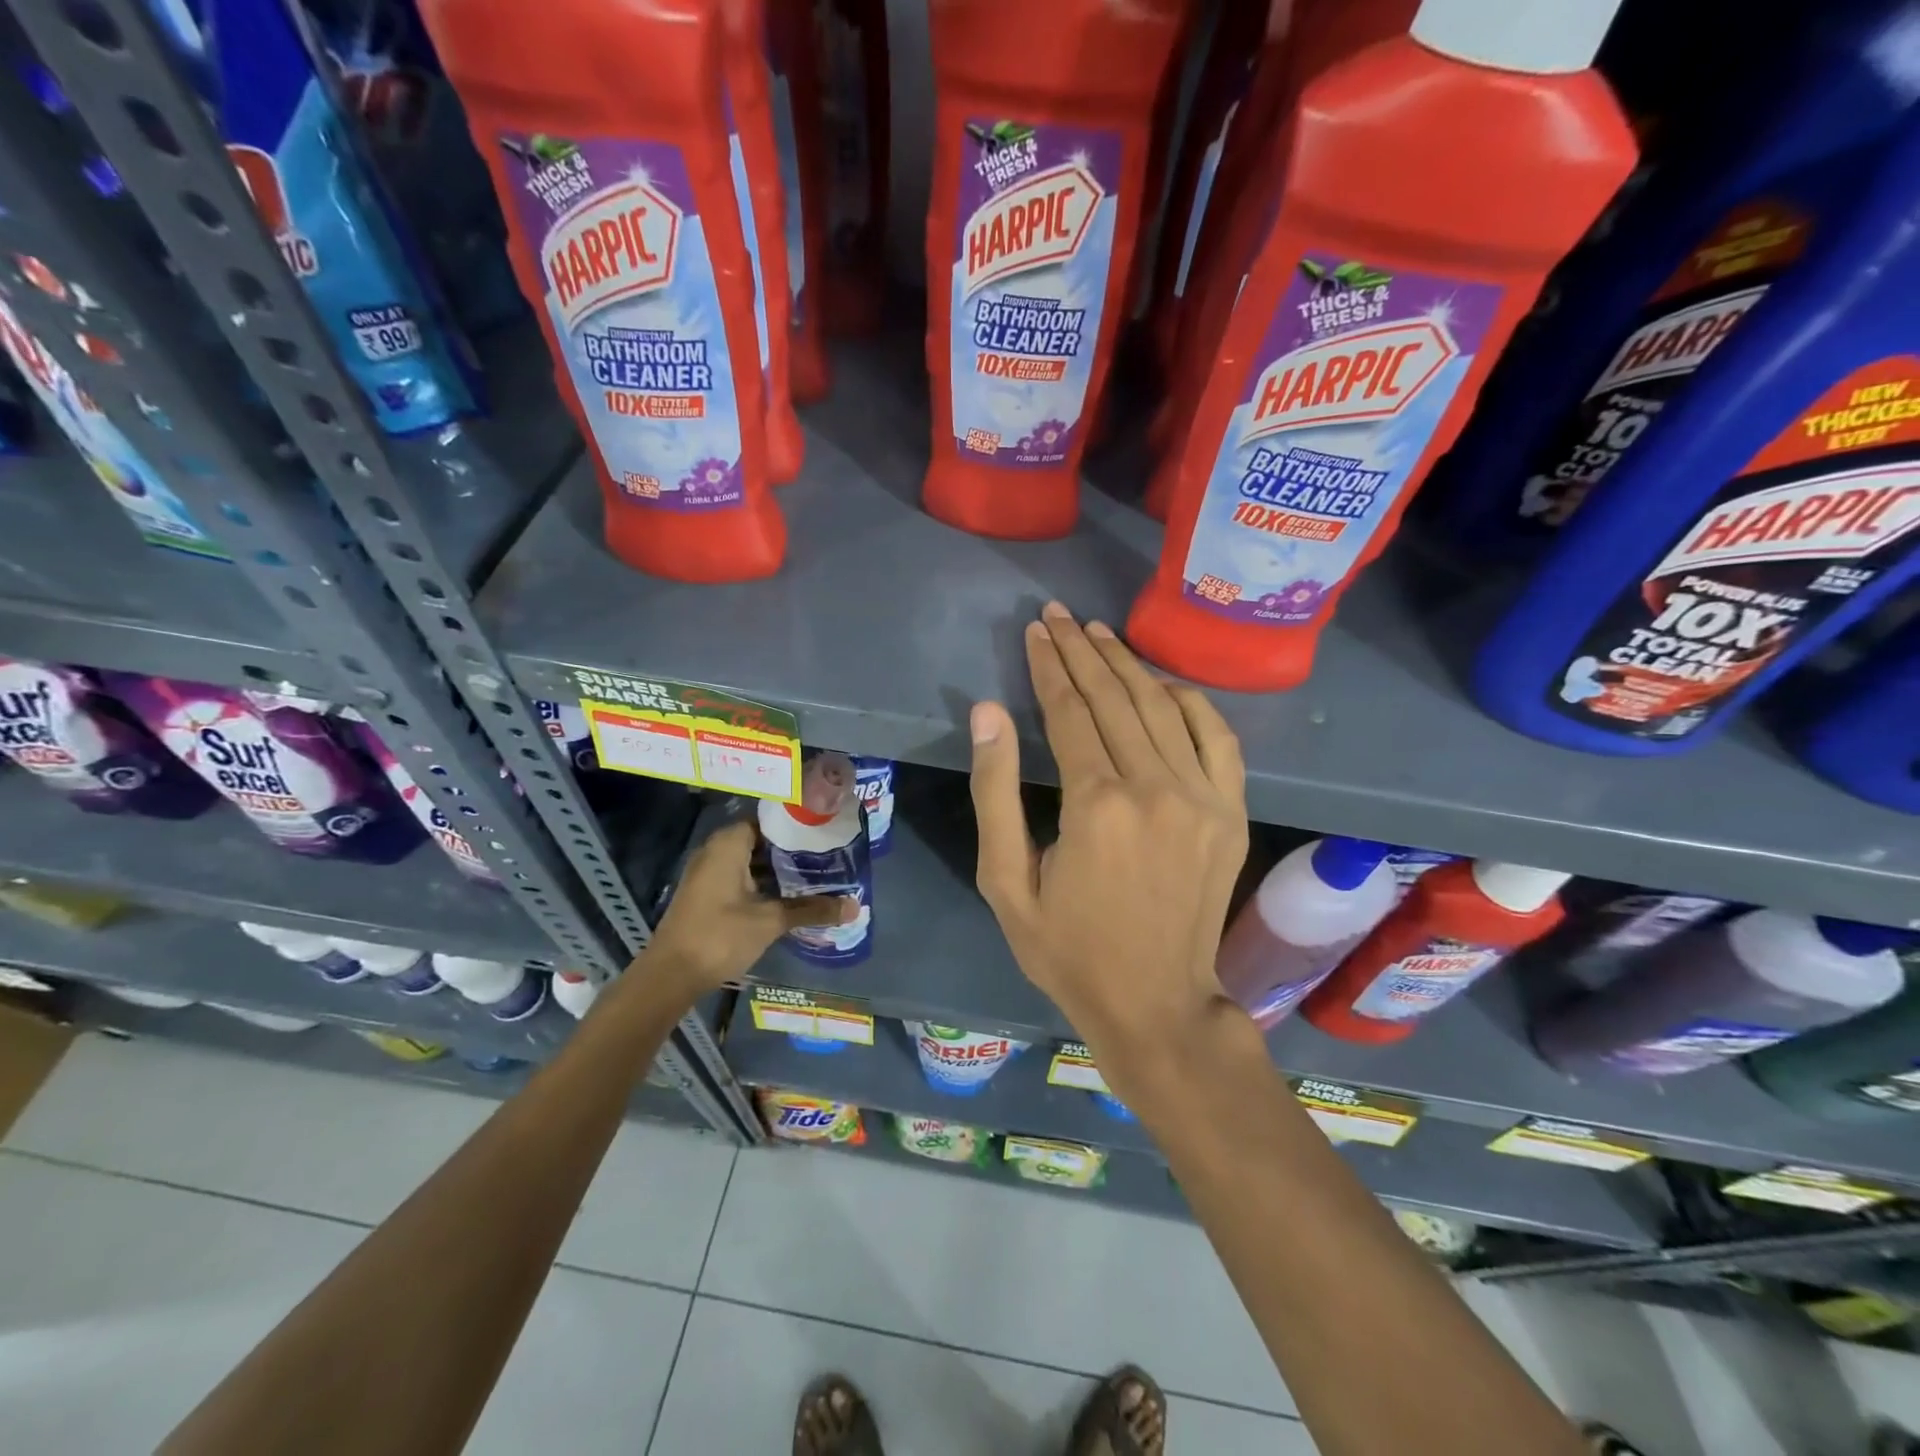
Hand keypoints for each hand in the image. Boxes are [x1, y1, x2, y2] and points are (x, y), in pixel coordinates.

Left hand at [641, 820, 852, 993]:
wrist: (670, 975)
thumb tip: (855, 906)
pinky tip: (790, 895)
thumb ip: (812, 909)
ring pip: (752, 860)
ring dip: (780, 868)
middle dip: (793, 848)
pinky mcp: (708, 893)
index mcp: (729, 844)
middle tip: (829, 853)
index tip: (826, 829)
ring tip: (818, 873)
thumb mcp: (770, 921)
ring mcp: (709, 872)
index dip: (798, 824)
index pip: (770, 819)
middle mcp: (716, 850)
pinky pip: (742, 876)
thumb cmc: (720, 935)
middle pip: (762, 840)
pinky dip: (764, 882)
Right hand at [969, 603, 1248, 1061]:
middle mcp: (1155, 787)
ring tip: (1099, 633)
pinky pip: (1217, 737)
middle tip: (1059, 616)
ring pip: (1162, 708)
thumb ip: (995, 792)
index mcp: (1096, 805)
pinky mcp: (1230, 812)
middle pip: (1115, 698)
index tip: (1036, 629)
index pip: (1070, 712)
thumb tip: (989, 712)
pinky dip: (1190, 702)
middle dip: (1082, 651)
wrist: (1156, 1004)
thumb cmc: (1068, 950)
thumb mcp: (1006, 881)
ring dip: (1128, 665)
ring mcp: (1203, 797)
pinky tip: (1163, 683)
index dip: (1049, 666)